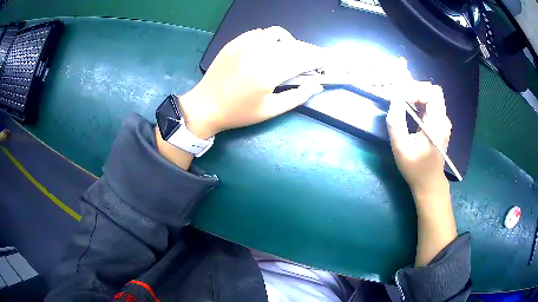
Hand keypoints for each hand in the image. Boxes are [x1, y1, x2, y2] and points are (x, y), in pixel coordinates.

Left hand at [179, 26, 324, 138]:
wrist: (205, 106)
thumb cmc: (238, 113)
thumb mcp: (270, 110)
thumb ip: (296, 97)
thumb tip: (317, 86)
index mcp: (268, 73)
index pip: (301, 59)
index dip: (316, 59)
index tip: (324, 62)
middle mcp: (258, 53)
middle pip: (292, 44)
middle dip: (306, 51)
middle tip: (309, 60)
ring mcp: (244, 45)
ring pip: (276, 33)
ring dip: (288, 41)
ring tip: (288, 53)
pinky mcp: (234, 42)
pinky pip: (258, 32)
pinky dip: (269, 38)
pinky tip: (267, 49)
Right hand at [386, 82, 451, 197]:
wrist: (429, 183)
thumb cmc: (415, 169)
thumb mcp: (401, 147)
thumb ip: (396, 121)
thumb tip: (394, 97)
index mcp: (437, 124)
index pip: (431, 93)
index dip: (414, 90)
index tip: (397, 98)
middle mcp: (443, 119)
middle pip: (432, 90)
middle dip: (414, 89)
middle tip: (398, 97)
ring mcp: (442, 121)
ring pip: (431, 95)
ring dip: (415, 94)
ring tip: (400, 101)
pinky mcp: (438, 123)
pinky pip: (429, 104)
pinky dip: (418, 101)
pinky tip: (408, 108)